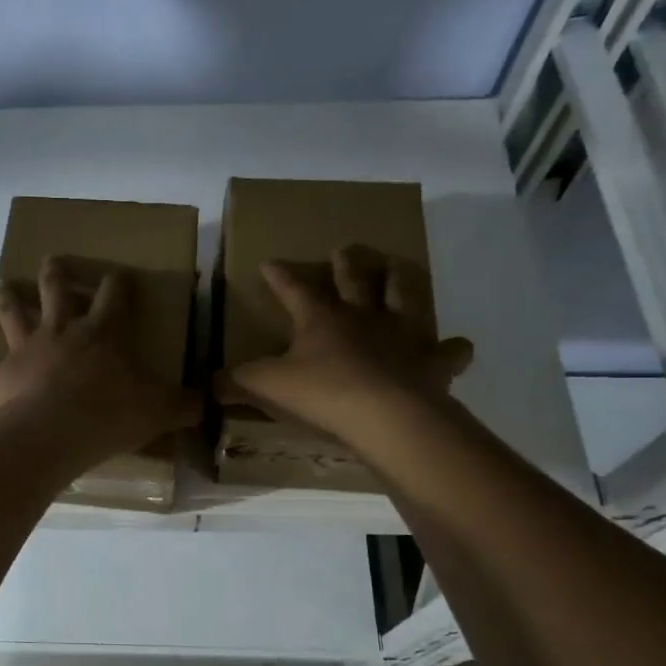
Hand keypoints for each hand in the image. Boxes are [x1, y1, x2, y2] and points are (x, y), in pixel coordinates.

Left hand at [0, 256, 200, 462]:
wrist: (53, 432)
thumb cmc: (109, 415)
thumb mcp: (157, 410)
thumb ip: (183, 405)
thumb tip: (208, 403)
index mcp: (101, 332)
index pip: (114, 294)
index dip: (118, 282)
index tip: (120, 274)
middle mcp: (60, 330)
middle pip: (54, 288)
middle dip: (55, 272)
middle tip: (52, 260)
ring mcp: (25, 348)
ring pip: (12, 312)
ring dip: (6, 298)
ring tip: (2, 286)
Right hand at [220, 245, 472, 447]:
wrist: (385, 416)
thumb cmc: (322, 393)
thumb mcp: (267, 387)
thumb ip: (236, 383)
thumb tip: (207, 385)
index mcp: (321, 319)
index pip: (294, 290)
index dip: (281, 277)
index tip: (270, 262)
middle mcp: (363, 316)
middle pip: (354, 280)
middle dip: (346, 264)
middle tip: (345, 249)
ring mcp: (402, 334)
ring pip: (404, 296)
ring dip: (400, 281)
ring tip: (399, 268)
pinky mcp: (432, 361)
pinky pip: (448, 351)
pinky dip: (453, 349)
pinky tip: (457, 346)